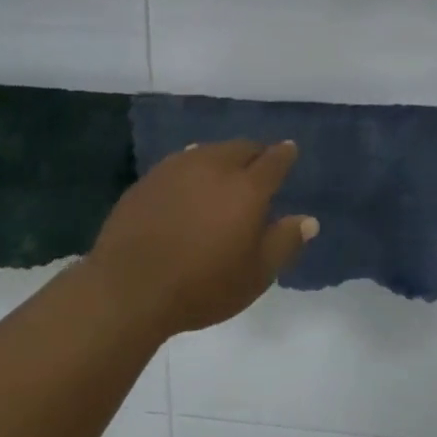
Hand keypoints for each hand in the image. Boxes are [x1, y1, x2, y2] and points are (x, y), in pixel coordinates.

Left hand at [86, 139, 317, 336]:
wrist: (128, 289)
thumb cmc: (202, 286)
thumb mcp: (256, 275)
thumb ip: (284, 243)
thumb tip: (308, 220)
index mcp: (247, 188)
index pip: (274, 160)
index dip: (285, 154)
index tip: (289, 151)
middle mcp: (213, 167)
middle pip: (241, 148)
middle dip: (255, 153)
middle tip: (259, 166)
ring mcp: (176, 170)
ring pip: (208, 151)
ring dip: (222, 157)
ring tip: (225, 172)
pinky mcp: (148, 180)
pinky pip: (180, 164)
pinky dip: (193, 168)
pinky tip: (189, 185)